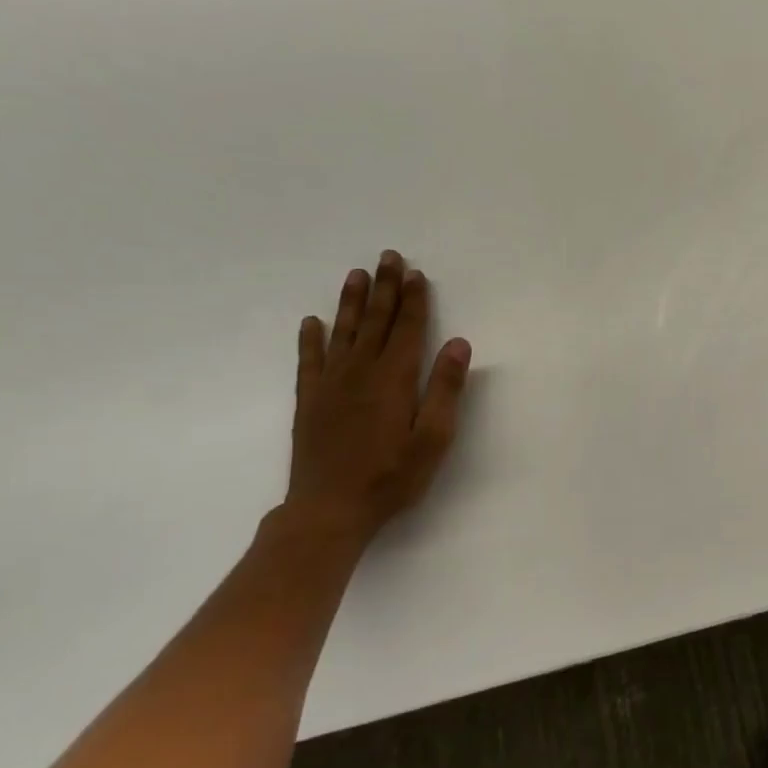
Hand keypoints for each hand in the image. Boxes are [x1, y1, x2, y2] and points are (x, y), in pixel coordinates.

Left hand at [285, 249, 471, 545]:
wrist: (328, 510)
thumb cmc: (392, 477)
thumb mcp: (434, 438)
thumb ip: (446, 389)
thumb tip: (458, 343)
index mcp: (394, 379)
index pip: (407, 329)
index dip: (414, 300)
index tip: (417, 274)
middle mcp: (360, 372)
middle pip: (375, 321)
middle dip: (385, 288)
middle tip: (388, 257)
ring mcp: (330, 385)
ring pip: (343, 332)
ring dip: (351, 302)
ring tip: (357, 275)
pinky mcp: (309, 402)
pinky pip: (309, 361)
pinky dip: (310, 339)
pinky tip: (312, 322)